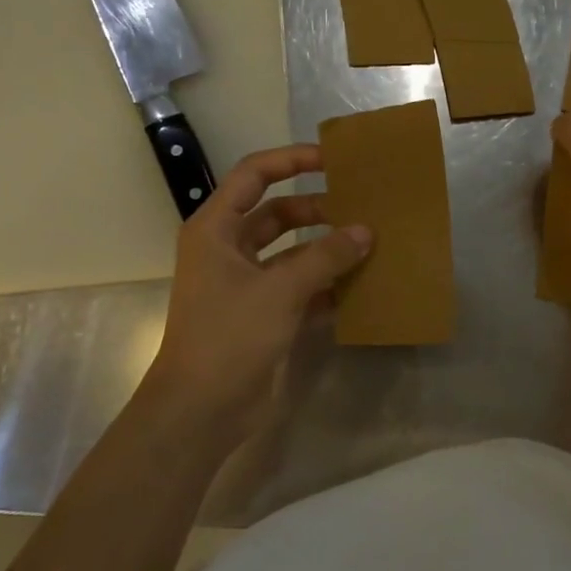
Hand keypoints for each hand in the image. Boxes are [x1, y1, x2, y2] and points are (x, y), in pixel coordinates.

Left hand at [142, 145, 370, 422]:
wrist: (201, 410)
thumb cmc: (229, 337)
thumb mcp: (280, 290)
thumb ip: (325, 258)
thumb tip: (366, 231)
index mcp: (216, 230)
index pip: (254, 176)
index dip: (291, 161)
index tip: (332, 161)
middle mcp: (228, 250)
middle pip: (277, 213)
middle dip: (317, 209)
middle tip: (361, 209)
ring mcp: (245, 284)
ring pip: (292, 252)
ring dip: (325, 249)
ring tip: (368, 244)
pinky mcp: (261, 314)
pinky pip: (299, 286)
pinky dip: (325, 284)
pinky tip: (359, 286)